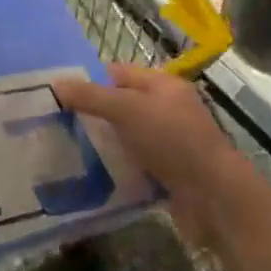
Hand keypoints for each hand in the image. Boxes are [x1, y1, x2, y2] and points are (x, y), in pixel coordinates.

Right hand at [54, 64, 239, 244]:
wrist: (214, 197)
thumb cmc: (172, 140)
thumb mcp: (127, 110)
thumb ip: (91, 97)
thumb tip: (56, 84)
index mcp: (163, 85)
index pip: (119, 73)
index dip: (91, 80)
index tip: (59, 95)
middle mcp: (168, 110)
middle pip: (122, 105)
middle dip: (94, 114)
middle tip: (59, 123)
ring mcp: (170, 143)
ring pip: (127, 136)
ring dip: (104, 143)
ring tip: (68, 149)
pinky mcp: (169, 173)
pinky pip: (135, 163)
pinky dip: (117, 167)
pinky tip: (93, 174)